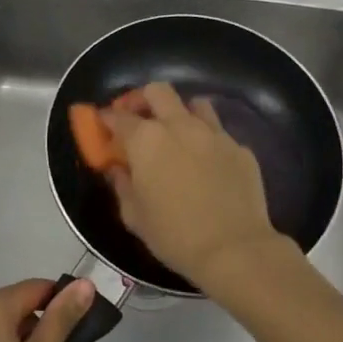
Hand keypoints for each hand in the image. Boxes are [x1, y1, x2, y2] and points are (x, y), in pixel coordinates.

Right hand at [101, 83, 297, 290]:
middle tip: (138, 119)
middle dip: (143, 99)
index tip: (103, 125)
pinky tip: (207, 163)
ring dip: (180, 113)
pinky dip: (207, 141)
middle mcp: (179, 125)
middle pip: (157, 91)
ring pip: (194, 104)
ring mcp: (214, 133)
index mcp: (147, 140)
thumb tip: (117, 168)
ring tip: (176, 135)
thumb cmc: (174, 235)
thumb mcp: (134, 216)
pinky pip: (219, 133)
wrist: (234, 249)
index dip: (106, 118)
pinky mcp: (239, 147)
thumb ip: (121, 185)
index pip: (118, 117)